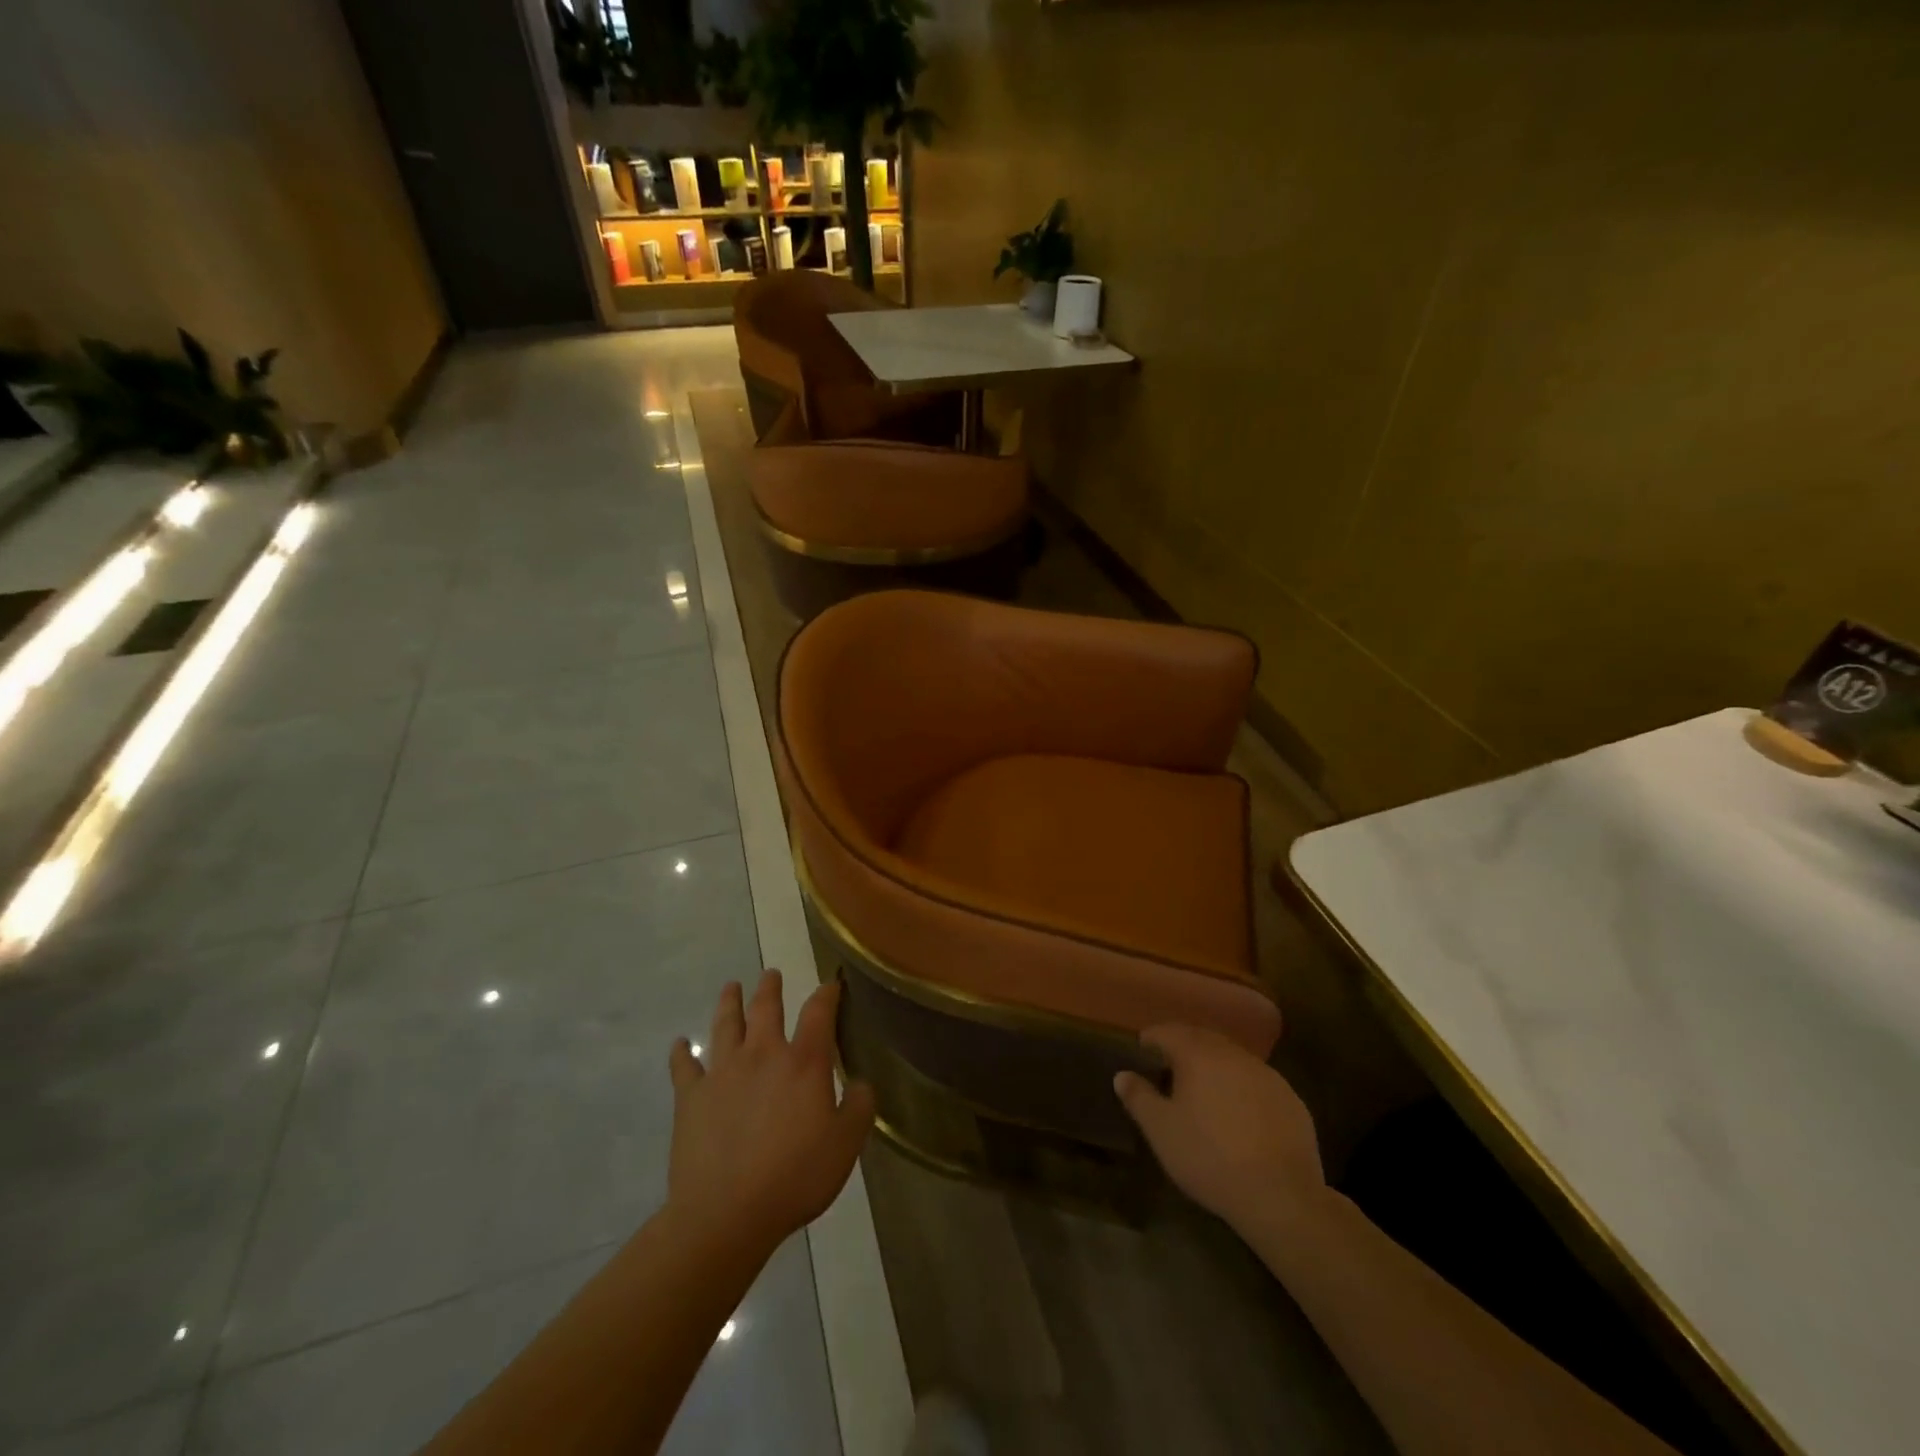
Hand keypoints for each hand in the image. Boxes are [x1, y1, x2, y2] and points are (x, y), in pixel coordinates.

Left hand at [667, 970, 874, 1257]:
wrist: (727, 1213)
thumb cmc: (795, 1176)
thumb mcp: (846, 1144)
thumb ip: (860, 1106)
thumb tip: (861, 1083)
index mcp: (803, 1062)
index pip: (818, 1013)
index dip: (827, 994)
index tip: (831, 984)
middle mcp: (762, 1054)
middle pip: (766, 1008)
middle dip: (770, 988)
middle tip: (771, 974)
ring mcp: (722, 1072)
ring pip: (725, 1025)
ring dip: (729, 1003)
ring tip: (730, 987)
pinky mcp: (691, 1098)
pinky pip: (684, 1067)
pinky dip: (681, 1053)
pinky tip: (679, 1044)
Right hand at [1114, 1024, 1326, 1237]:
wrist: (1281, 1195)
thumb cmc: (1209, 1157)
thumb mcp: (1161, 1131)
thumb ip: (1139, 1097)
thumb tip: (1122, 1075)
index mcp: (1197, 1054)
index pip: (1167, 1031)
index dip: (1151, 1039)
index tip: (1142, 1052)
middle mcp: (1232, 1054)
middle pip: (1201, 1038)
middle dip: (1183, 1047)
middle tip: (1169, 1069)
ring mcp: (1266, 1074)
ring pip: (1231, 1058)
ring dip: (1214, 1066)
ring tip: (1203, 1091)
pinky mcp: (1290, 1099)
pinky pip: (1256, 1081)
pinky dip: (1241, 1087)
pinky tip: (1239, 1115)